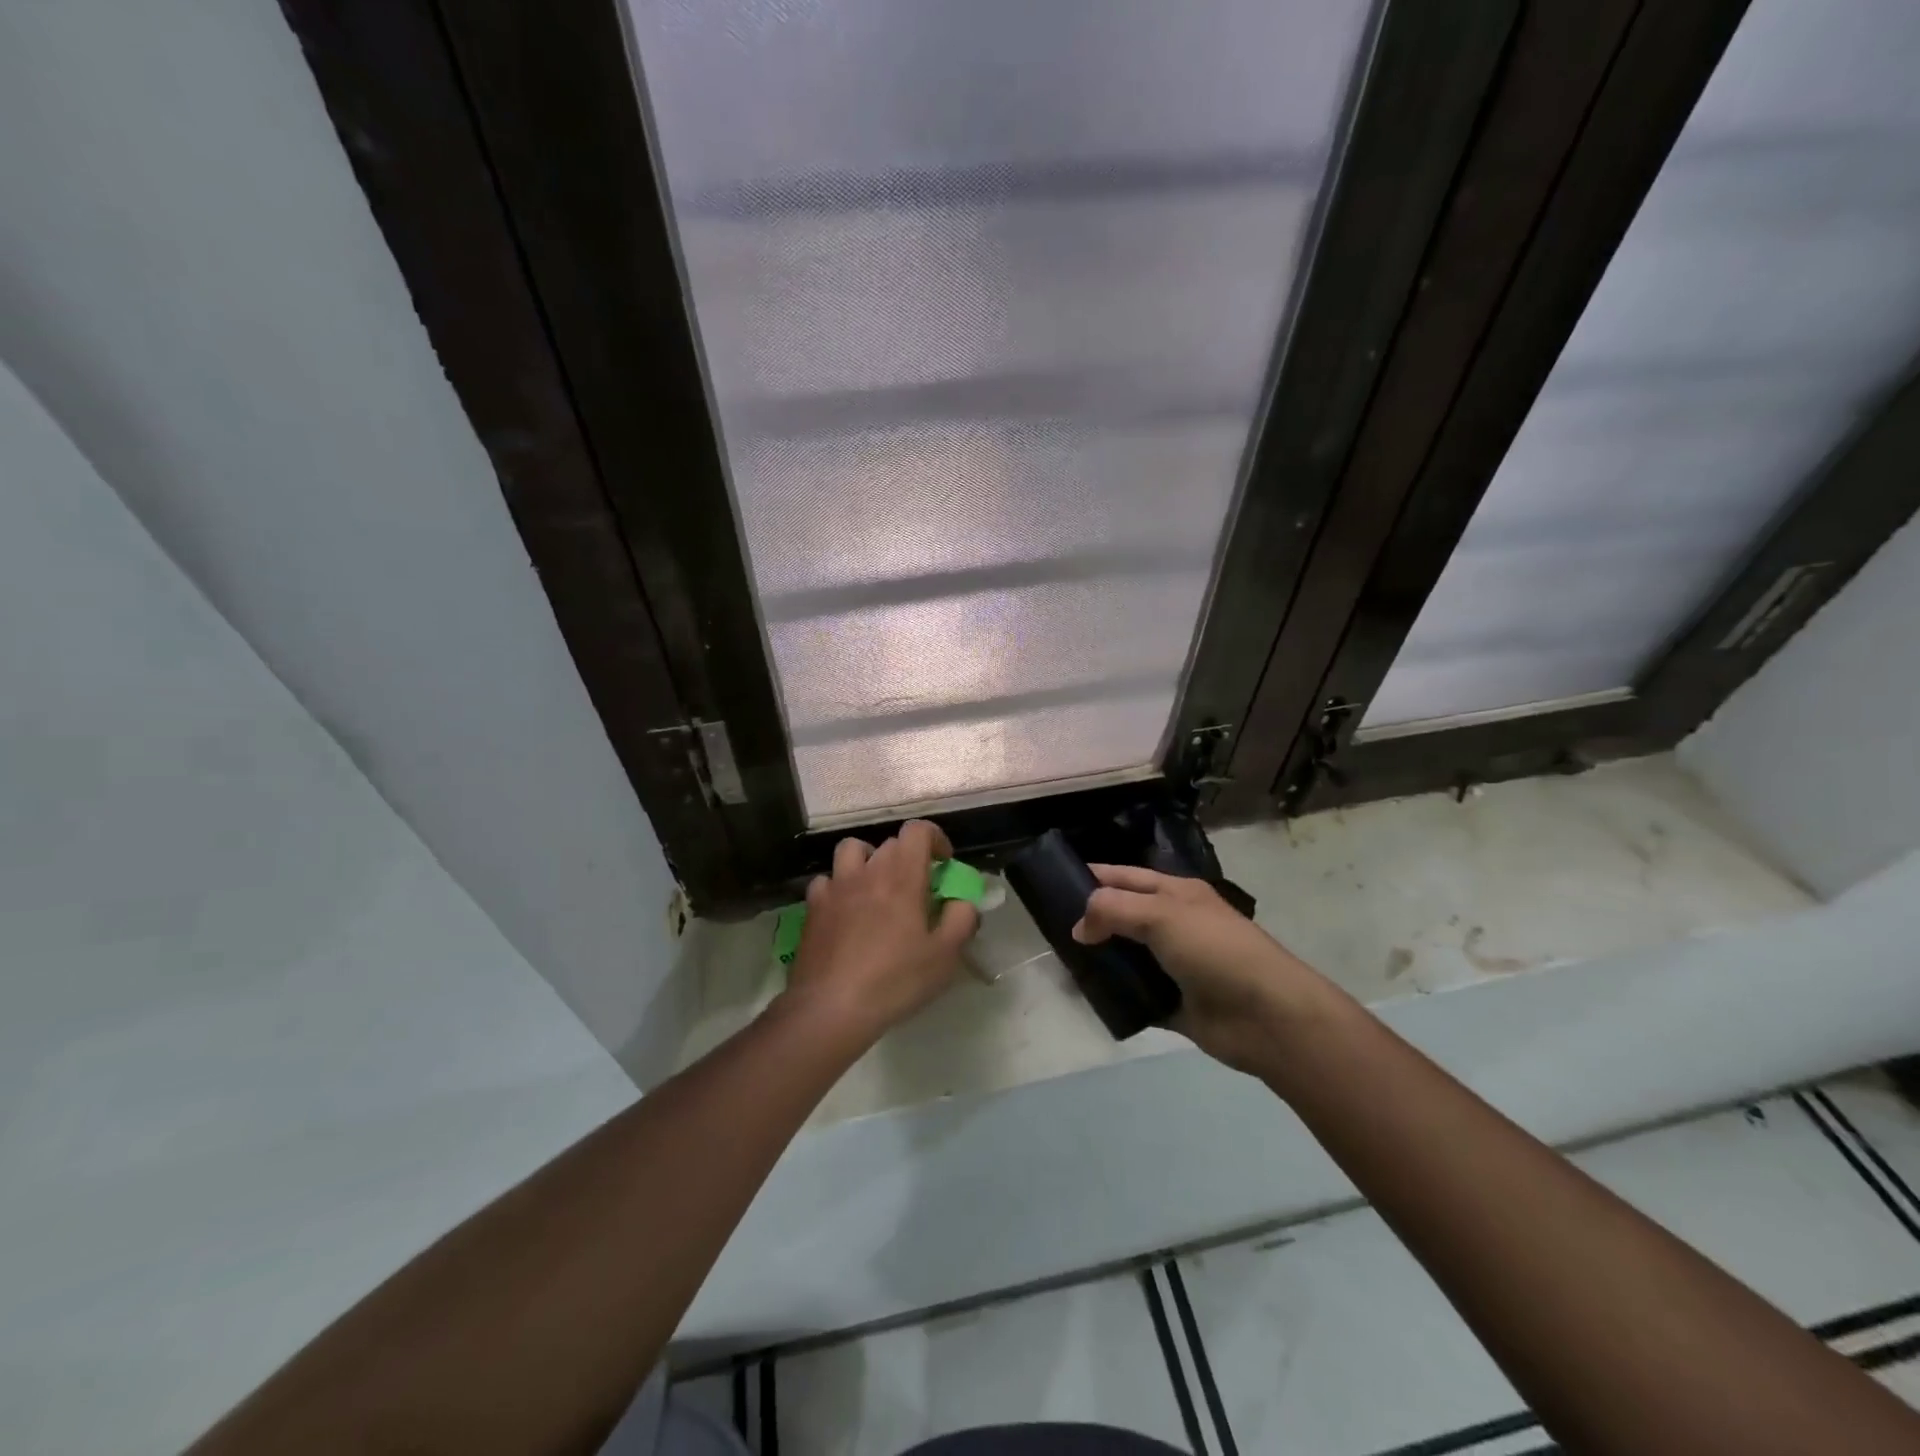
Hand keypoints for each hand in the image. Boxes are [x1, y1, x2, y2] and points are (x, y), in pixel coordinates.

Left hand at [782, 820, 978, 1049]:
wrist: (830, 1007)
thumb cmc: (895, 980)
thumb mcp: (945, 956)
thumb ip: (962, 919)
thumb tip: (961, 901)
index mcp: (902, 876)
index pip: (917, 830)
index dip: (934, 839)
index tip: (944, 864)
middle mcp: (867, 871)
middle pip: (889, 843)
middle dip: (908, 857)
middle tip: (917, 888)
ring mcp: (835, 887)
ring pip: (852, 851)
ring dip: (869, 860)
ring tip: (877, 888)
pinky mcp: (812, 908)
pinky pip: (827, 881)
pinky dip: (839, 887)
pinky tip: (845, 912)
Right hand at [1071, 864, 1347, 1075]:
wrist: (1267, 1016)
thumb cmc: (1215, 949)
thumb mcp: (1161, 914)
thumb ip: (1113, 910)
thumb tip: (1079, 927)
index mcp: (1175, 893)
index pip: (1125, 876)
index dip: (1092, 877)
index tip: (1053, 884)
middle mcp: (1173, 924)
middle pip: (1122, 916)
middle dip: (1090, 920)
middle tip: (1049, 930)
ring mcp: (1173, 965)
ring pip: (1125, 957)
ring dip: (1099, 960)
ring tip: (1061, 964)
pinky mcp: (1172, 1003)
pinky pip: (1134, 996)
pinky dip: (1114, 996)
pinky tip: (1087, 997)